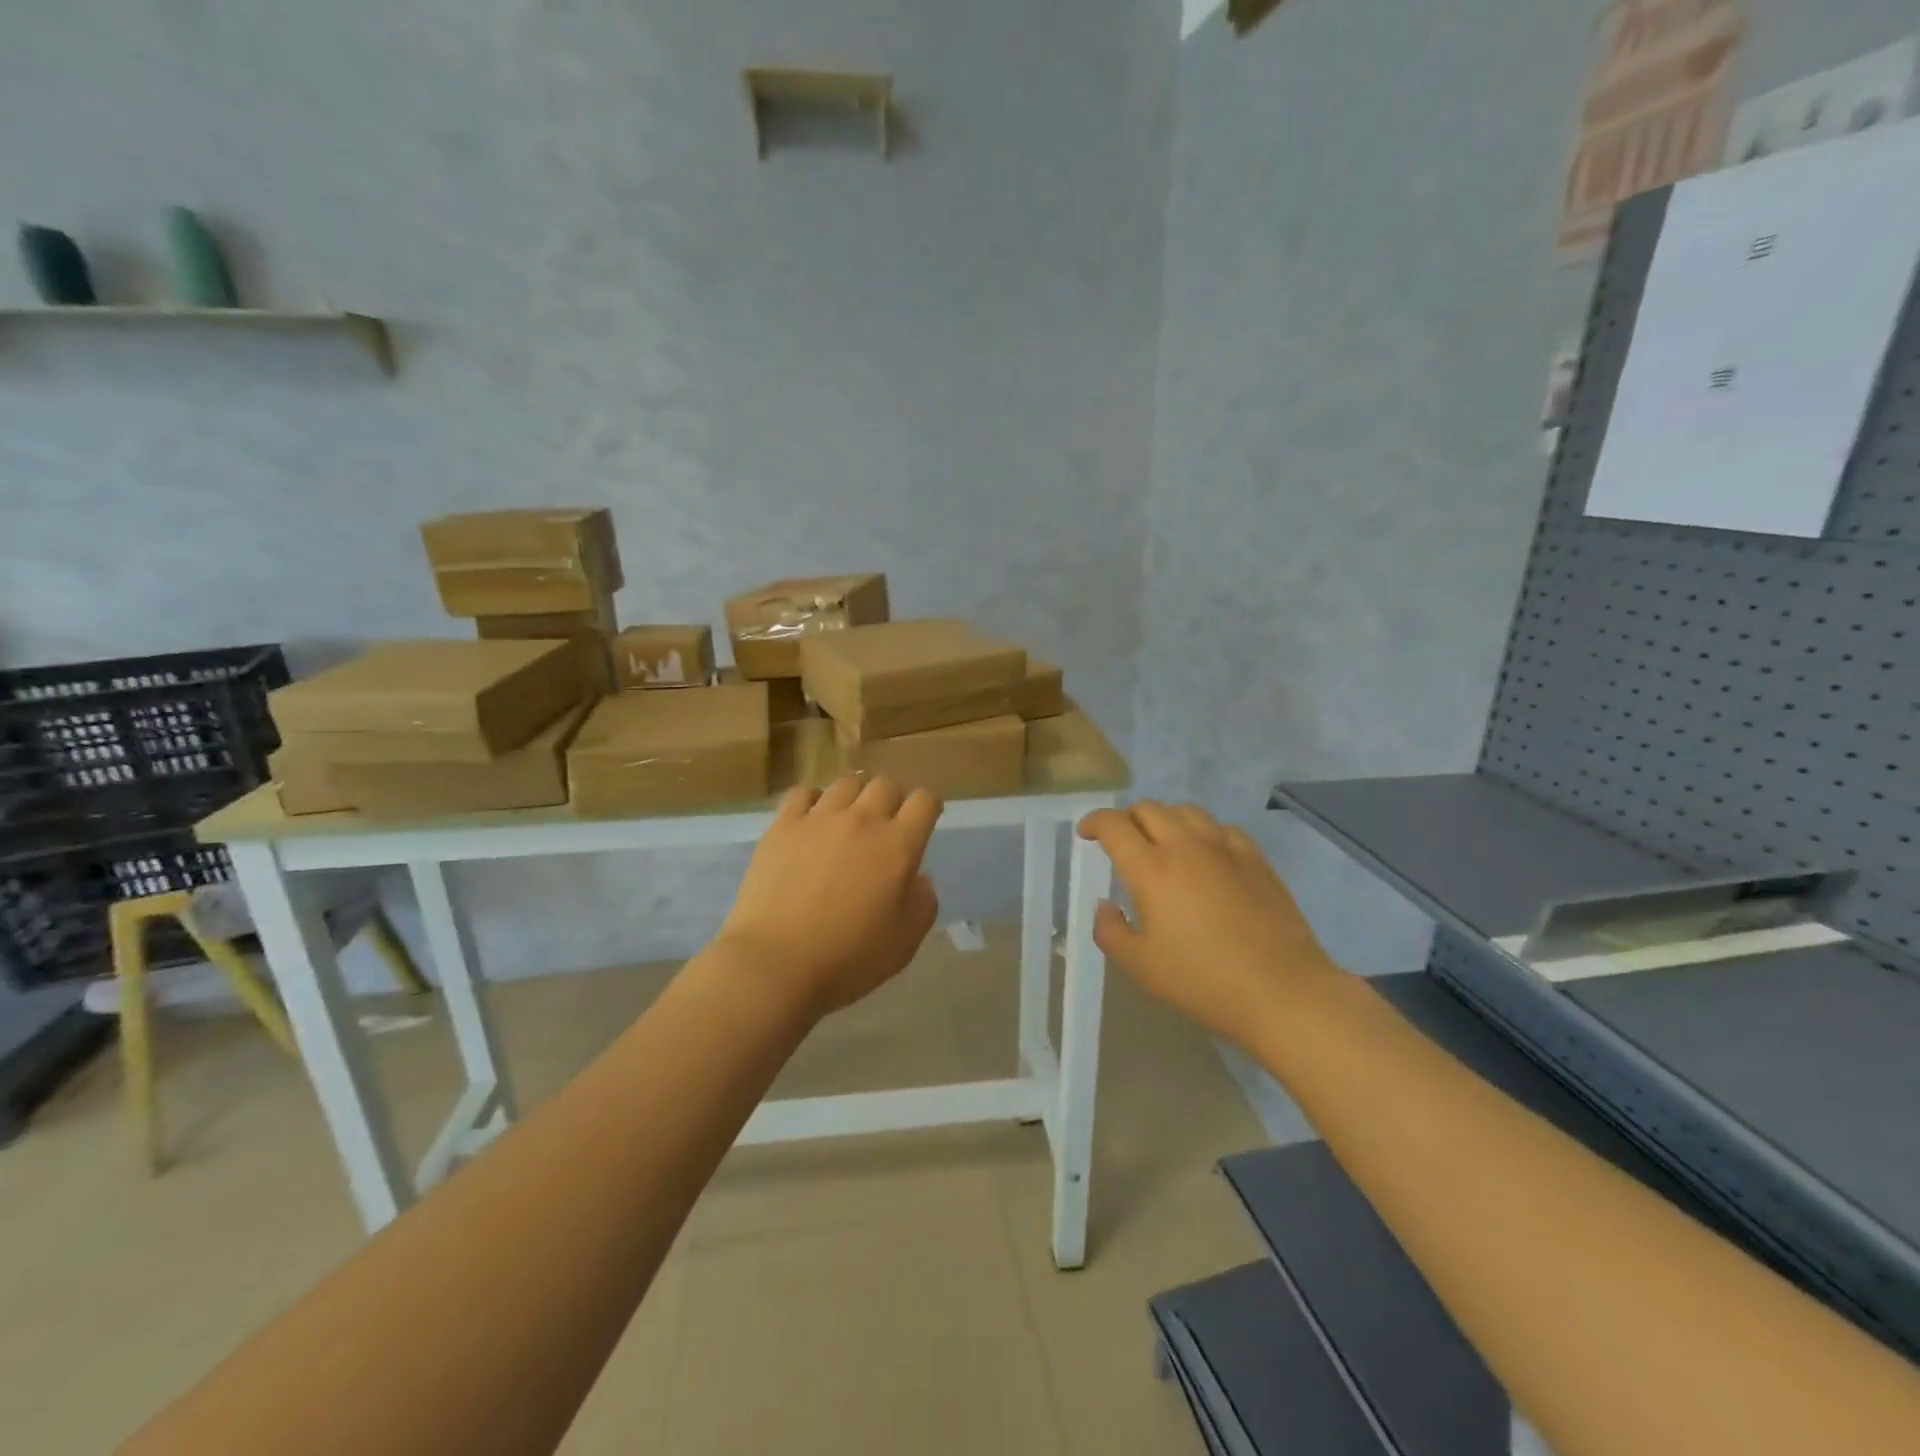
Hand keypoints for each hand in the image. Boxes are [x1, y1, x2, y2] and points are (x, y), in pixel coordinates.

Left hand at [717, 774, 942, 1016]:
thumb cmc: (848, 958)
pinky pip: (803, 793)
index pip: (924, 801)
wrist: (775, 963)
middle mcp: (862, 820)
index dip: (929, 806)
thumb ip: (923, 903)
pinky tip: (812, 819)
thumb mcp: (905, 941)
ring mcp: (818, 819)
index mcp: (898, 845)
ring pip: (846, 783)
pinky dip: (814, 800)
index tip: (924, 821)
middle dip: (894, 797)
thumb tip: (919, 878)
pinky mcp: (782, 826)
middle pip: (886, 784)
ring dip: (856, 794)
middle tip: (888, 820)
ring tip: (850, 816)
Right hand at [1076, 802, 1339, 1044]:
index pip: (1114, 825)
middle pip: (1148, 808)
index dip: (1094, 822)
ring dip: (1164, 820)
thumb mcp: (1141, 966)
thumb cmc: (1203, 981)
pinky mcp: (1255, 858)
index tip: (1086, 833)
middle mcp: (1185, 846)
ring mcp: (1225, 847)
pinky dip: (1201, 832)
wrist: (1282, 990)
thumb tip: (1105, 906)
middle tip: (1122, 843)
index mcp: (1151, 869)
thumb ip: (1110, 931)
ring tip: (1162, 844)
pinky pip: (1220, 827)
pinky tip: (1205, 856)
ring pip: (1186, 811)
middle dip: (1127, 819)